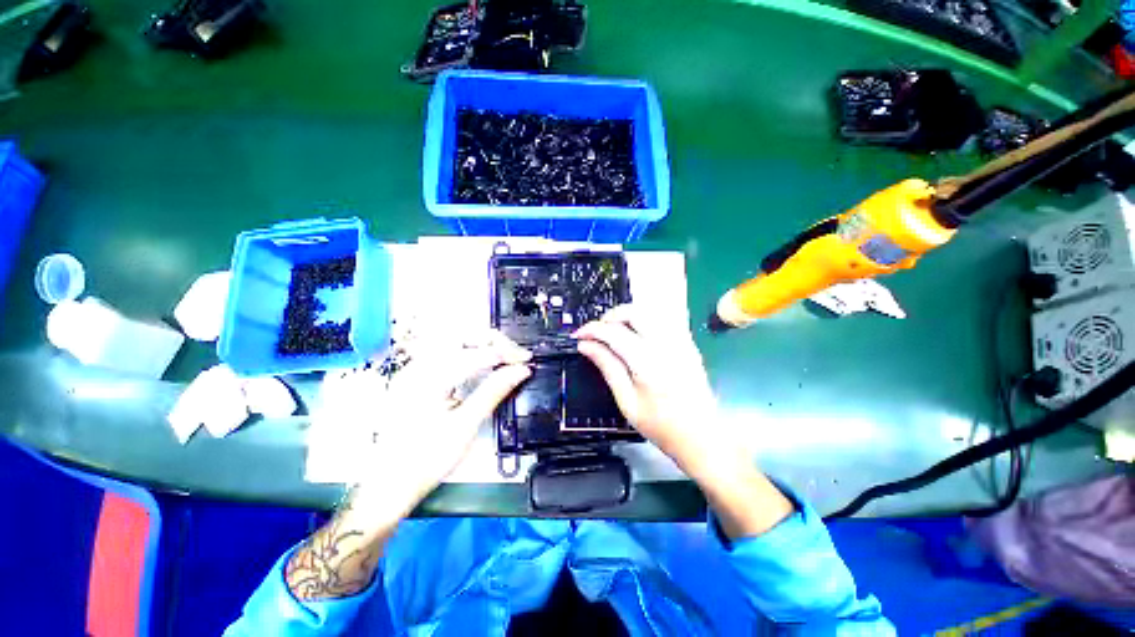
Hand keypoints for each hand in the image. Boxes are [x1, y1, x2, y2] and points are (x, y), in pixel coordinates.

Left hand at [286, 331, 531, 601]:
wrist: (390, 484)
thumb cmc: (426, 459)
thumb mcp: (466, 425)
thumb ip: (494, 391)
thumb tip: (521, 370)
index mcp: (428, 378)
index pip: (476, 352)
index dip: (506, 353)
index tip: (526, 360)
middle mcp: (418, 366)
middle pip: (462, 335)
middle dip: (493, 341)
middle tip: (514, 355)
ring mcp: (414, 370)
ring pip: (454, 341)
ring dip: (481, 345)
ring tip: (502, 357)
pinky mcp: (416, 377)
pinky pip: (447, 353)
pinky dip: (469, 353)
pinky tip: (481, 364)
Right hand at [573, 304, 722, 473]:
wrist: (702, 436)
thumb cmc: (662, 426)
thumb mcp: (627, 402)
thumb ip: (607, 367)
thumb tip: (586, 345)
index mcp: (648, 362)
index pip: (614, 332)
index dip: (592, 330)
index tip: (578, 335)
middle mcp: (666, 344)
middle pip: (634, 312)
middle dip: (610, 316)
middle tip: (597, 333)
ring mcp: (681, 341)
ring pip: (649, 310)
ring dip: (627, 315)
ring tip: (614, 332)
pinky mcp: (688, 343)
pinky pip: (662, 318)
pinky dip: (644, 320)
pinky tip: (636, 335)